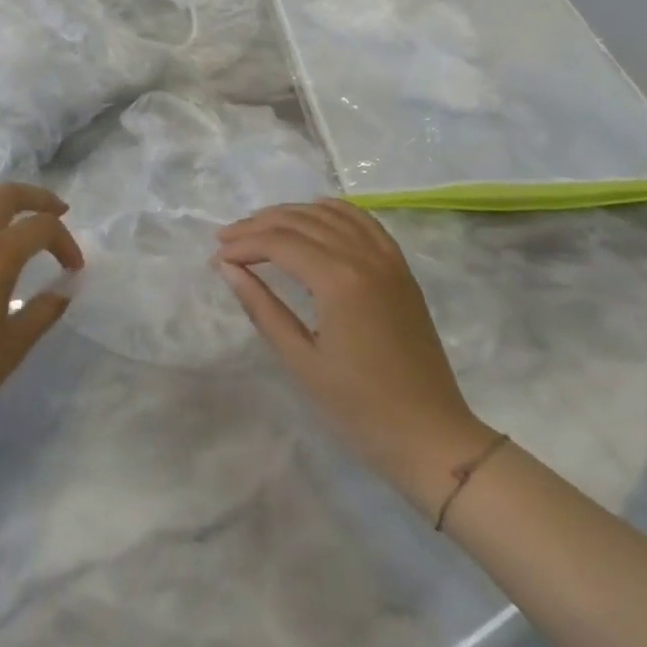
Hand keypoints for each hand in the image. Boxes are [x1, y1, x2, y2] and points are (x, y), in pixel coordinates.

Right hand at [216, 200, 494, 514]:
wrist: (430, 435)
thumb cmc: (359, 408)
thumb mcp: (301, 360)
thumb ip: (262, 307)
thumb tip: (228, 269)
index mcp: (339, 280)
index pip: (280, 243)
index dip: (244, 245)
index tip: (216, 257)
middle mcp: (365, 256)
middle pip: (302, 222)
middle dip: (259, 226)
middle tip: (226, 239)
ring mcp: (388, 259)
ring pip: (332, 215)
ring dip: (292, 215)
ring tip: (259, 226)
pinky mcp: (401, 269)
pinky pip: (365, 223)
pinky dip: (335, 211)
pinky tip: (315, 212)